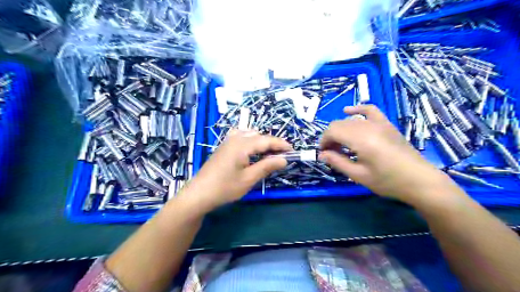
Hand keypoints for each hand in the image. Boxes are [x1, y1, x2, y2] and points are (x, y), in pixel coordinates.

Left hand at [181, 132, 290, 210]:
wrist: (199, 193)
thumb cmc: (225, 187)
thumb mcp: (249, 179)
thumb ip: (267, 166)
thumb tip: (284, 160)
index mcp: (242, 145)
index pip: (266, 140)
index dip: (281, 144)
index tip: (292, 150)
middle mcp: (235, 138)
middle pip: (258, 135)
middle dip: (272, 143)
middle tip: (282, 155)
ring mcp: (227, 141)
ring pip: (249, 134)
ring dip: (261, 141)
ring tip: (268, 153)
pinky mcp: (223, 146)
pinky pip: (240, 136)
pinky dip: (250, 140)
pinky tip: (251, 150)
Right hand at [319, 105, 453, 205]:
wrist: (419, 180)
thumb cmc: (387, 181)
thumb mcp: (358, 175)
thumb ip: (337, 162)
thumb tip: (321, 154)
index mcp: (361, 139)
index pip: (332, 131)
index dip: (323, 141)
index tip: (323, 154)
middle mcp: (368, 126)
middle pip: (339, 124)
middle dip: (330, 137)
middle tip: (331, 153)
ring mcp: (379, 123)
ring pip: (350, 120)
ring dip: (340, 130)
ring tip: (341, 145)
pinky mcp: (386, 124)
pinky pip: (369, 110)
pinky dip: (357, 110)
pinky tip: (349, 111)